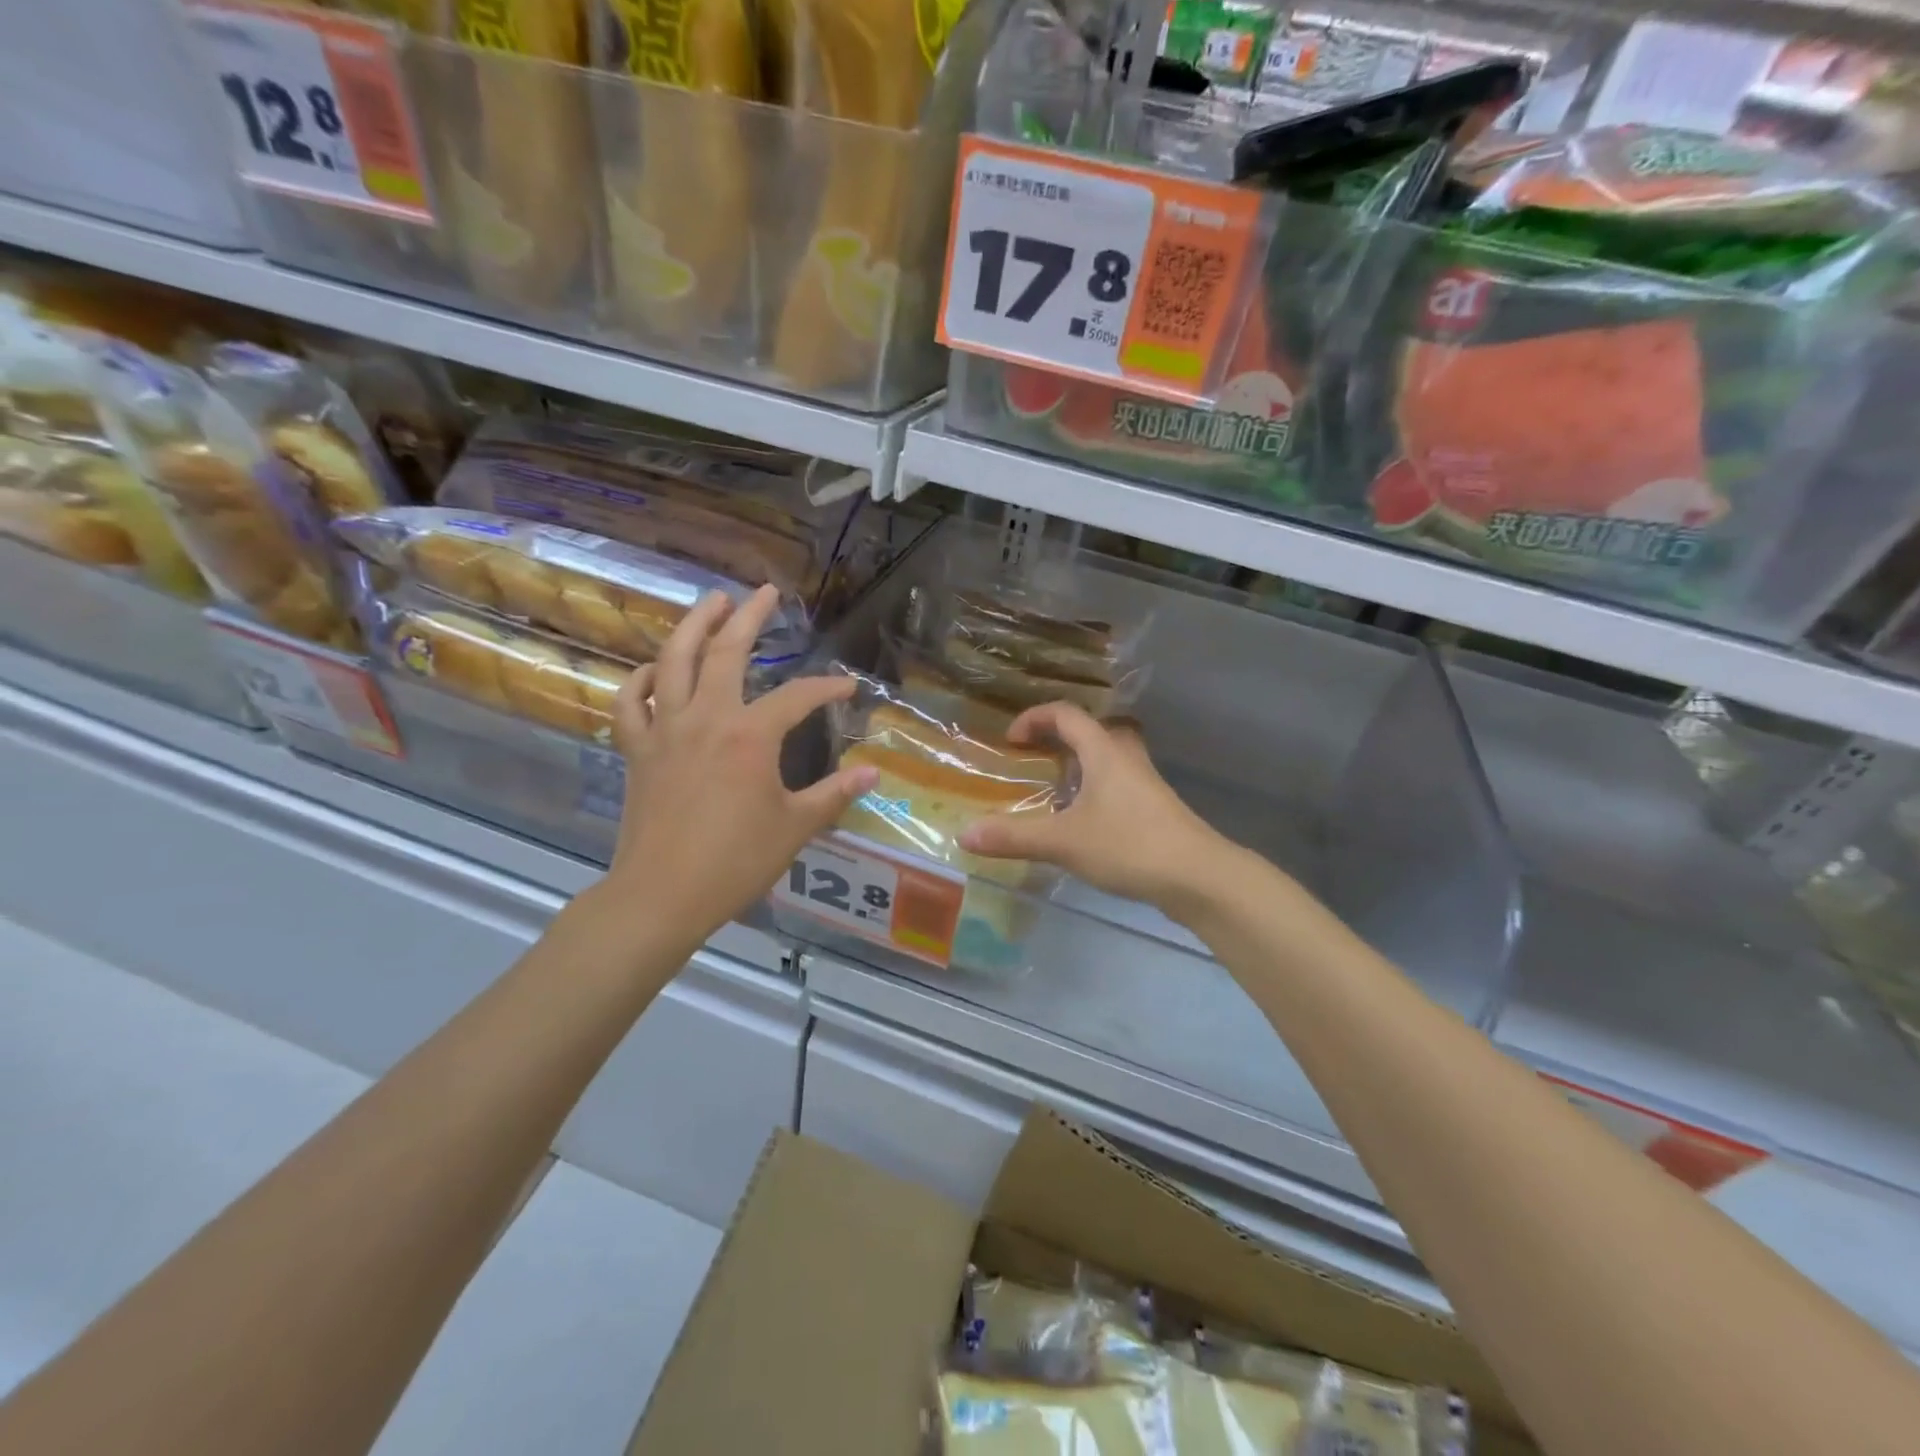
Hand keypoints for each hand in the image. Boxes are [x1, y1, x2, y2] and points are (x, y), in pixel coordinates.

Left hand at [601, 586, 877, 947]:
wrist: (662, 896)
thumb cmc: (736, 861)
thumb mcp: (796, 827)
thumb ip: (835, 794)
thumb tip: (874, 772)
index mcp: (751, 735)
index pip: (798, 697)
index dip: (827, 689)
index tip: (847, 691)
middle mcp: (707, 718)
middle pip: (727, 652)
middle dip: (749, 617)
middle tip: (765, 593)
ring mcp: (666, 730)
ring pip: (674, 662)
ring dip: (693, 626)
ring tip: (711, 602)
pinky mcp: (638, 751)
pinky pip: (631, 703)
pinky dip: (640, 680)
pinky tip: (653, 669)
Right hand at [958, 701, 1233, 918]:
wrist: (1198, 876)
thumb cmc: (1129, 845)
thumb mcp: (1063, 841)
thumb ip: (1014, 836)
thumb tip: (964, 834)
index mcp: (1103, 751)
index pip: (1066, 714)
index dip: (1034, 718)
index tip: (1011, 740)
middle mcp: (1126, 758)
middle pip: (1092, 730)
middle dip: (1060, 738)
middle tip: (1036, 759)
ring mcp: (1146, 783)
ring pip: (1108, 758)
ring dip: (1080, 764)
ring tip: (1055, 790)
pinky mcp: (1156, 809)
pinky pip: (1118, 784)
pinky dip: (1095, 789)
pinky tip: (1083, 822)